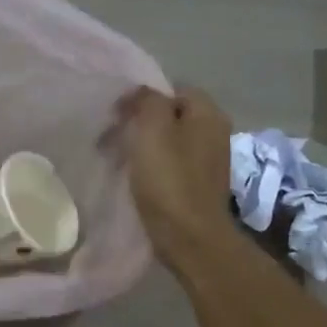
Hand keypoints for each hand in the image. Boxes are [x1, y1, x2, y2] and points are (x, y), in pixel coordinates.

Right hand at [118, 85, 238, 272]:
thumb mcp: (152, 129)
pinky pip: (172, 166)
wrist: (189, 237)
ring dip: (143, 147)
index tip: (117, 114)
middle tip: (111, 138)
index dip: (143, 97)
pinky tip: (135, 179)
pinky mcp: (199, 186)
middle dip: (140, 123)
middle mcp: (215, 133)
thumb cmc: (169, 179)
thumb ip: (147, 101)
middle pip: (171, 117)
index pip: (173, 89)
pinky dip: (152, 168)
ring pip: (169, 142)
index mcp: (208, 114)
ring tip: (117, 159)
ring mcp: (209, 162)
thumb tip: (142, 93)